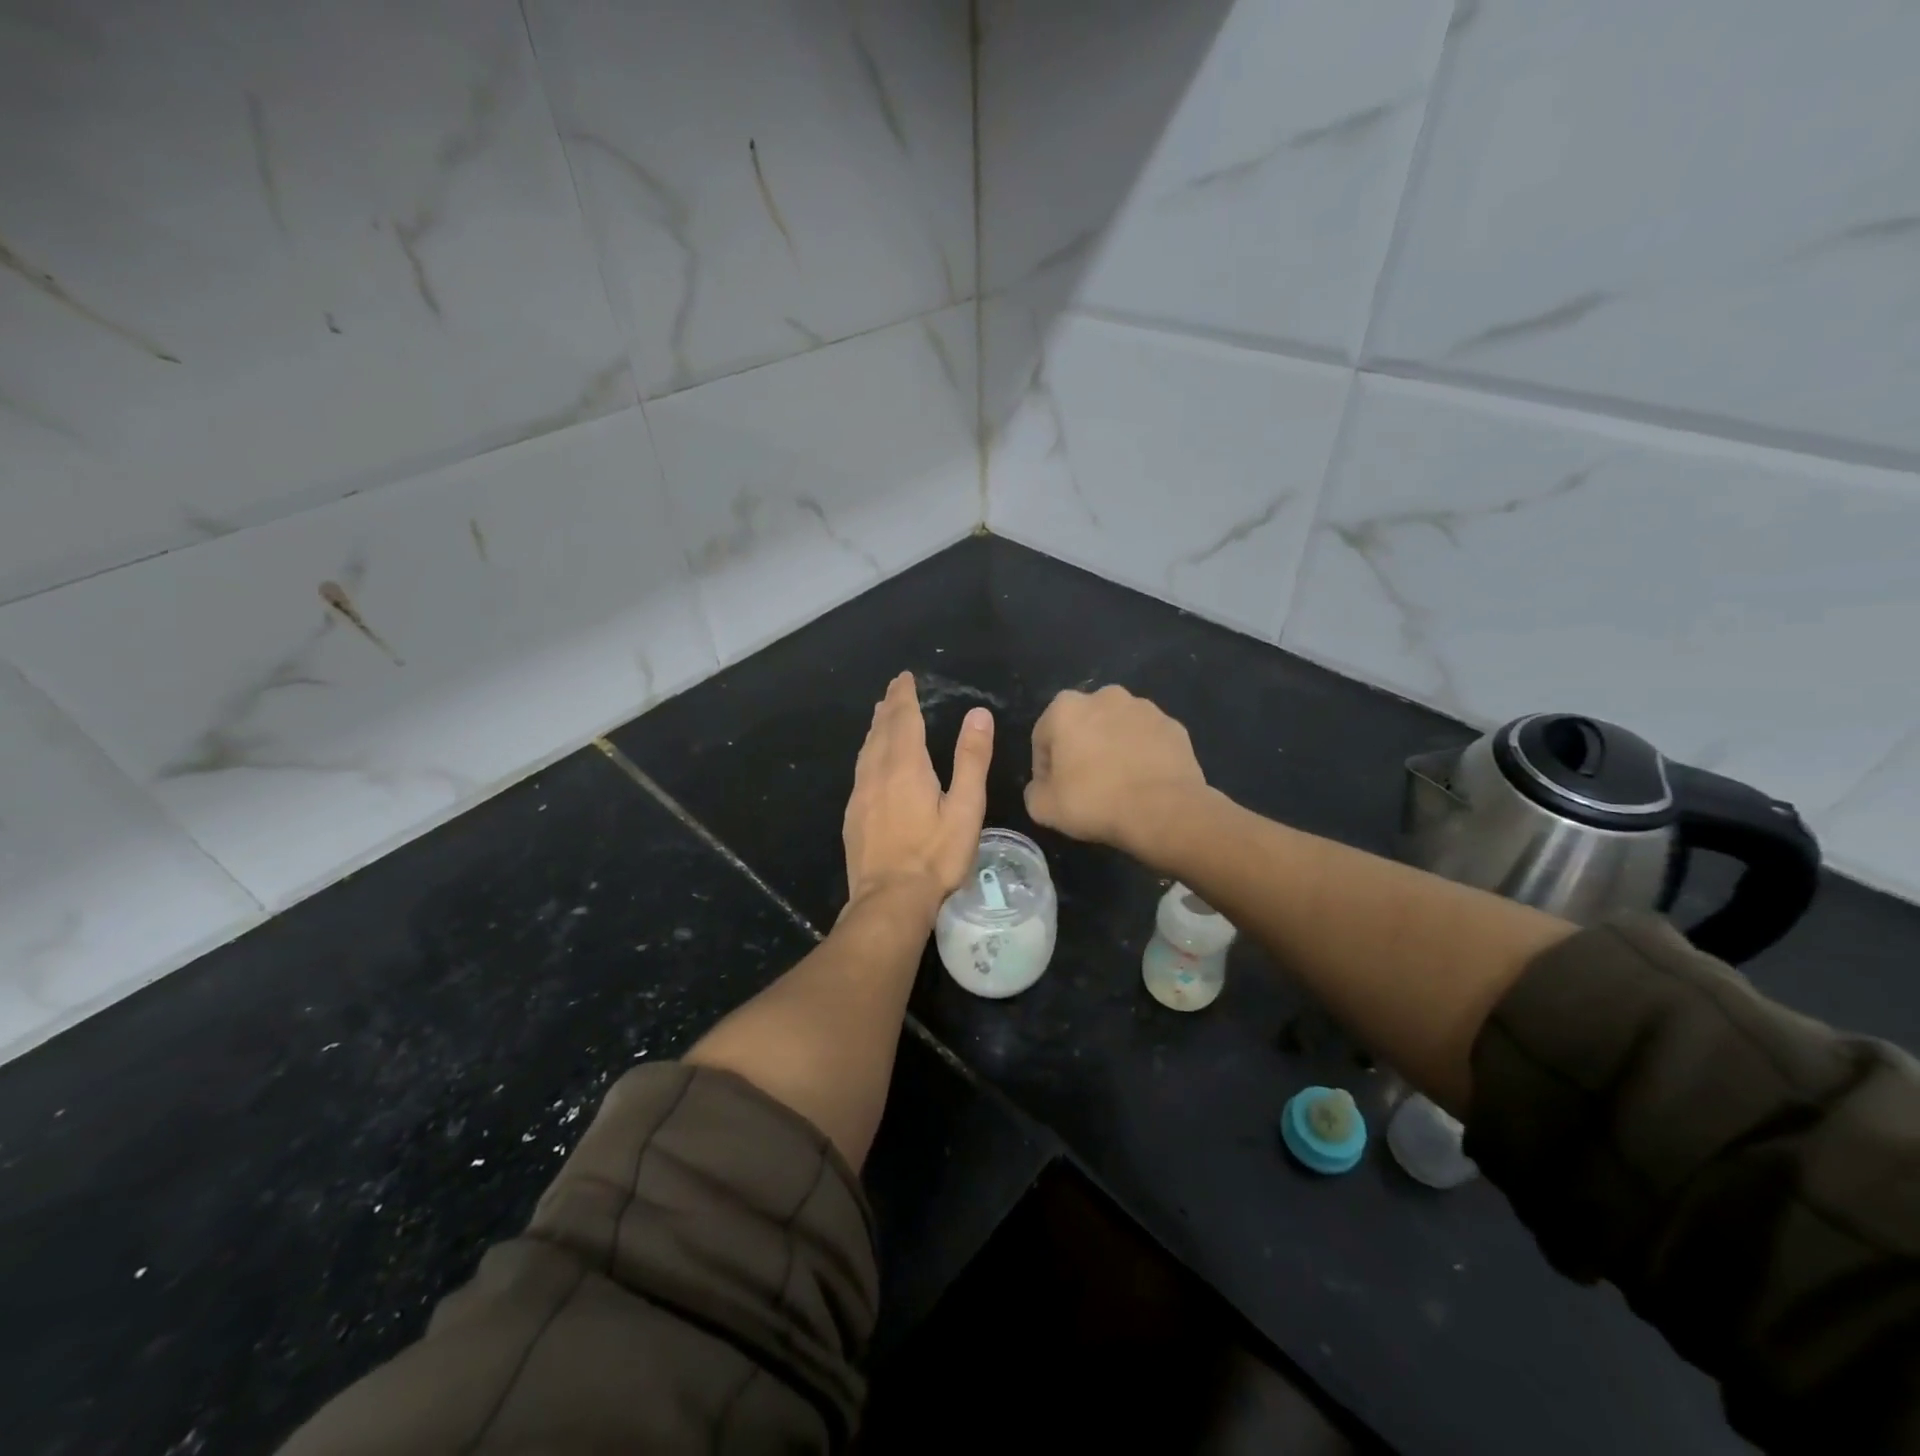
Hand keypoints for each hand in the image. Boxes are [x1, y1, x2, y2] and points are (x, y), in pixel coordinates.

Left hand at [843, 672, 993, 915]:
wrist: (889, 900)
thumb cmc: (935, 856)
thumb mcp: (965, 808)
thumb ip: (971, 760)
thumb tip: (978, 714)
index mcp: (905, 766)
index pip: (903, 719)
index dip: (904, 696)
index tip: (904, 678)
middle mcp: (877, 772)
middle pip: (881, 730)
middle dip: (889, 707)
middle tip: (894, 690)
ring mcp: (860, 795)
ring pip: (866, 749)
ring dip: (876, 728)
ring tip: (881, 716)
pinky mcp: (852, 816)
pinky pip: (860, 770)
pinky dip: (868, 753)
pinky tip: (871, 763)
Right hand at [1026, 685, 1208, 856]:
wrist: (1165, 811)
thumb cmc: (1095, 802)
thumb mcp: (1043, 808)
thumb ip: (1034, 791)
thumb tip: (1042, 787)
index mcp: (1066, 708)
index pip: (1044, 738)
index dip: (1045, 768)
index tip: (1054, 792)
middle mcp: (1104, 696)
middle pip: (1082, 726)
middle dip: (1080, 750)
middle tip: (1085, 787)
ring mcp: (1144, 708)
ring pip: (1116, 729)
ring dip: (1112, 749)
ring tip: (1118, 785)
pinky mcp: (1173, 726)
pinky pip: (1147, 741)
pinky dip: (1142, 755)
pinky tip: (1143, 783)